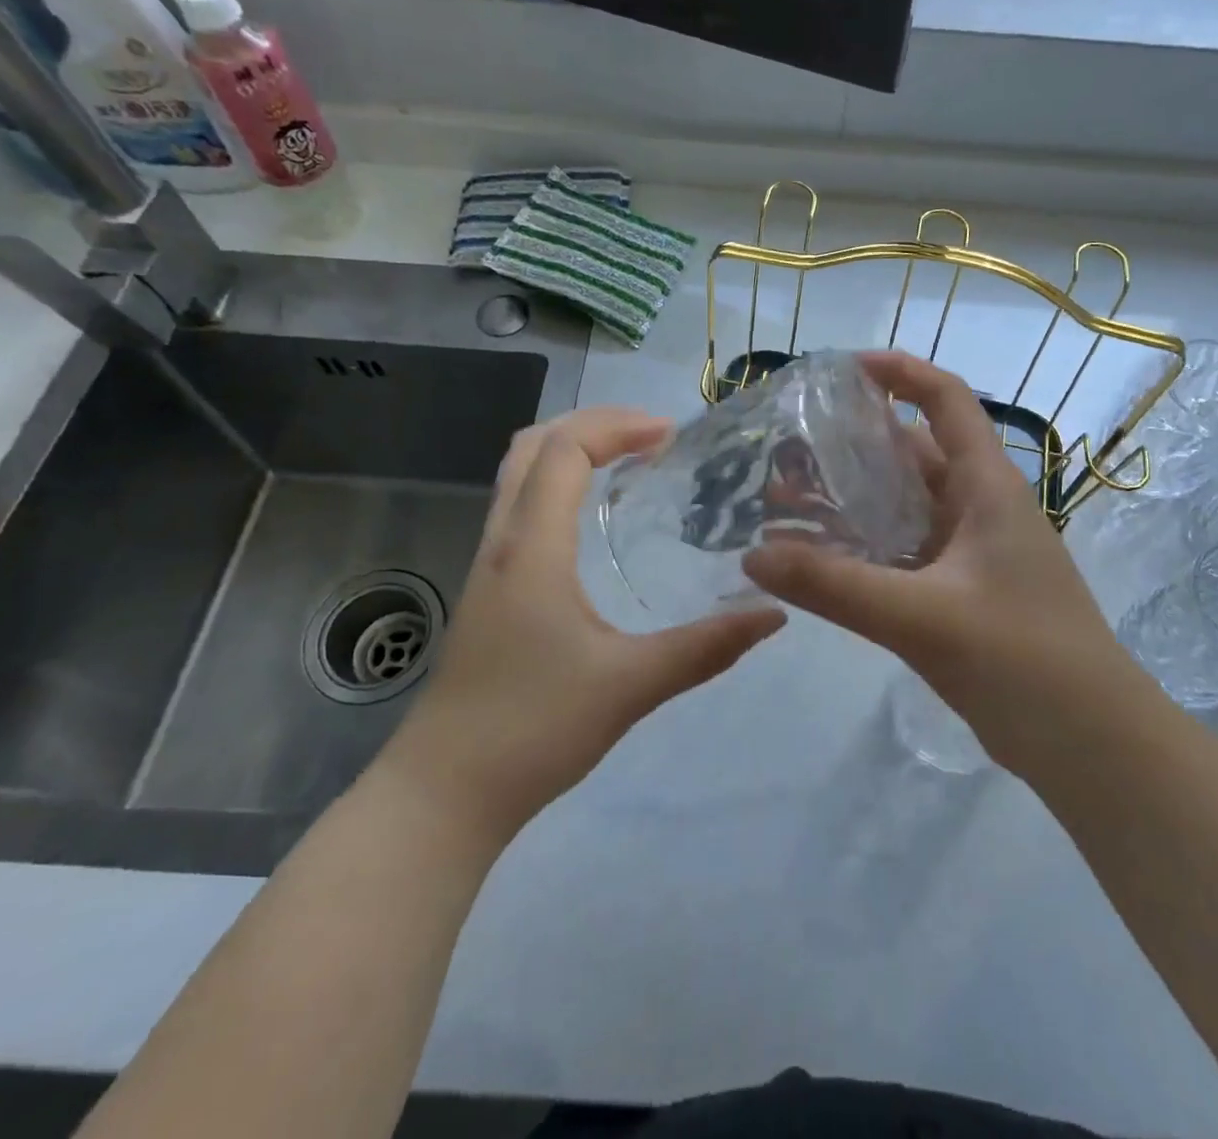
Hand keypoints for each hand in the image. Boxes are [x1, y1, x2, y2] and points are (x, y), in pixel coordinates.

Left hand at [379, 407, 785, 839]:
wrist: (444, 792)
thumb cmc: (533, 729)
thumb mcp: (630, 686)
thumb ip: (706, 647)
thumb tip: (773, 614)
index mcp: (531, 547)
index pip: (565, 449)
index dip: (618, 426)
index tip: (672, 434)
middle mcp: (502, 541)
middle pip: (533, 445)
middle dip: (592, 424)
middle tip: (650, 435)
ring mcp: (488, 565)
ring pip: (519, 475)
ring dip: (571, 450)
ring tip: (629, 461)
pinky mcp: (488, 590)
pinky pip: (520, 508)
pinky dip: (558, 485)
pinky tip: (593, 520)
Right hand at [742, 351, 1131, 768]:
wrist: (1091, 747)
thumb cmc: (1023, 660)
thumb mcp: (922, 617)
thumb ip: (835, 586)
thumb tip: (752, 557)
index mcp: (987, 486)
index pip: (946, 400)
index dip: (900, 372)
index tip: (841, 368)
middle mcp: (977, 508)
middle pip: (911, 453)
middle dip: (852, 445)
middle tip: (786, 447)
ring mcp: (968, 553)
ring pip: (901, 508)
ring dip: (850, 501)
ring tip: (782, 500)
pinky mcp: (957, 594)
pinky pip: (900, 554)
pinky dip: (860, 549)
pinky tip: (815, 561)